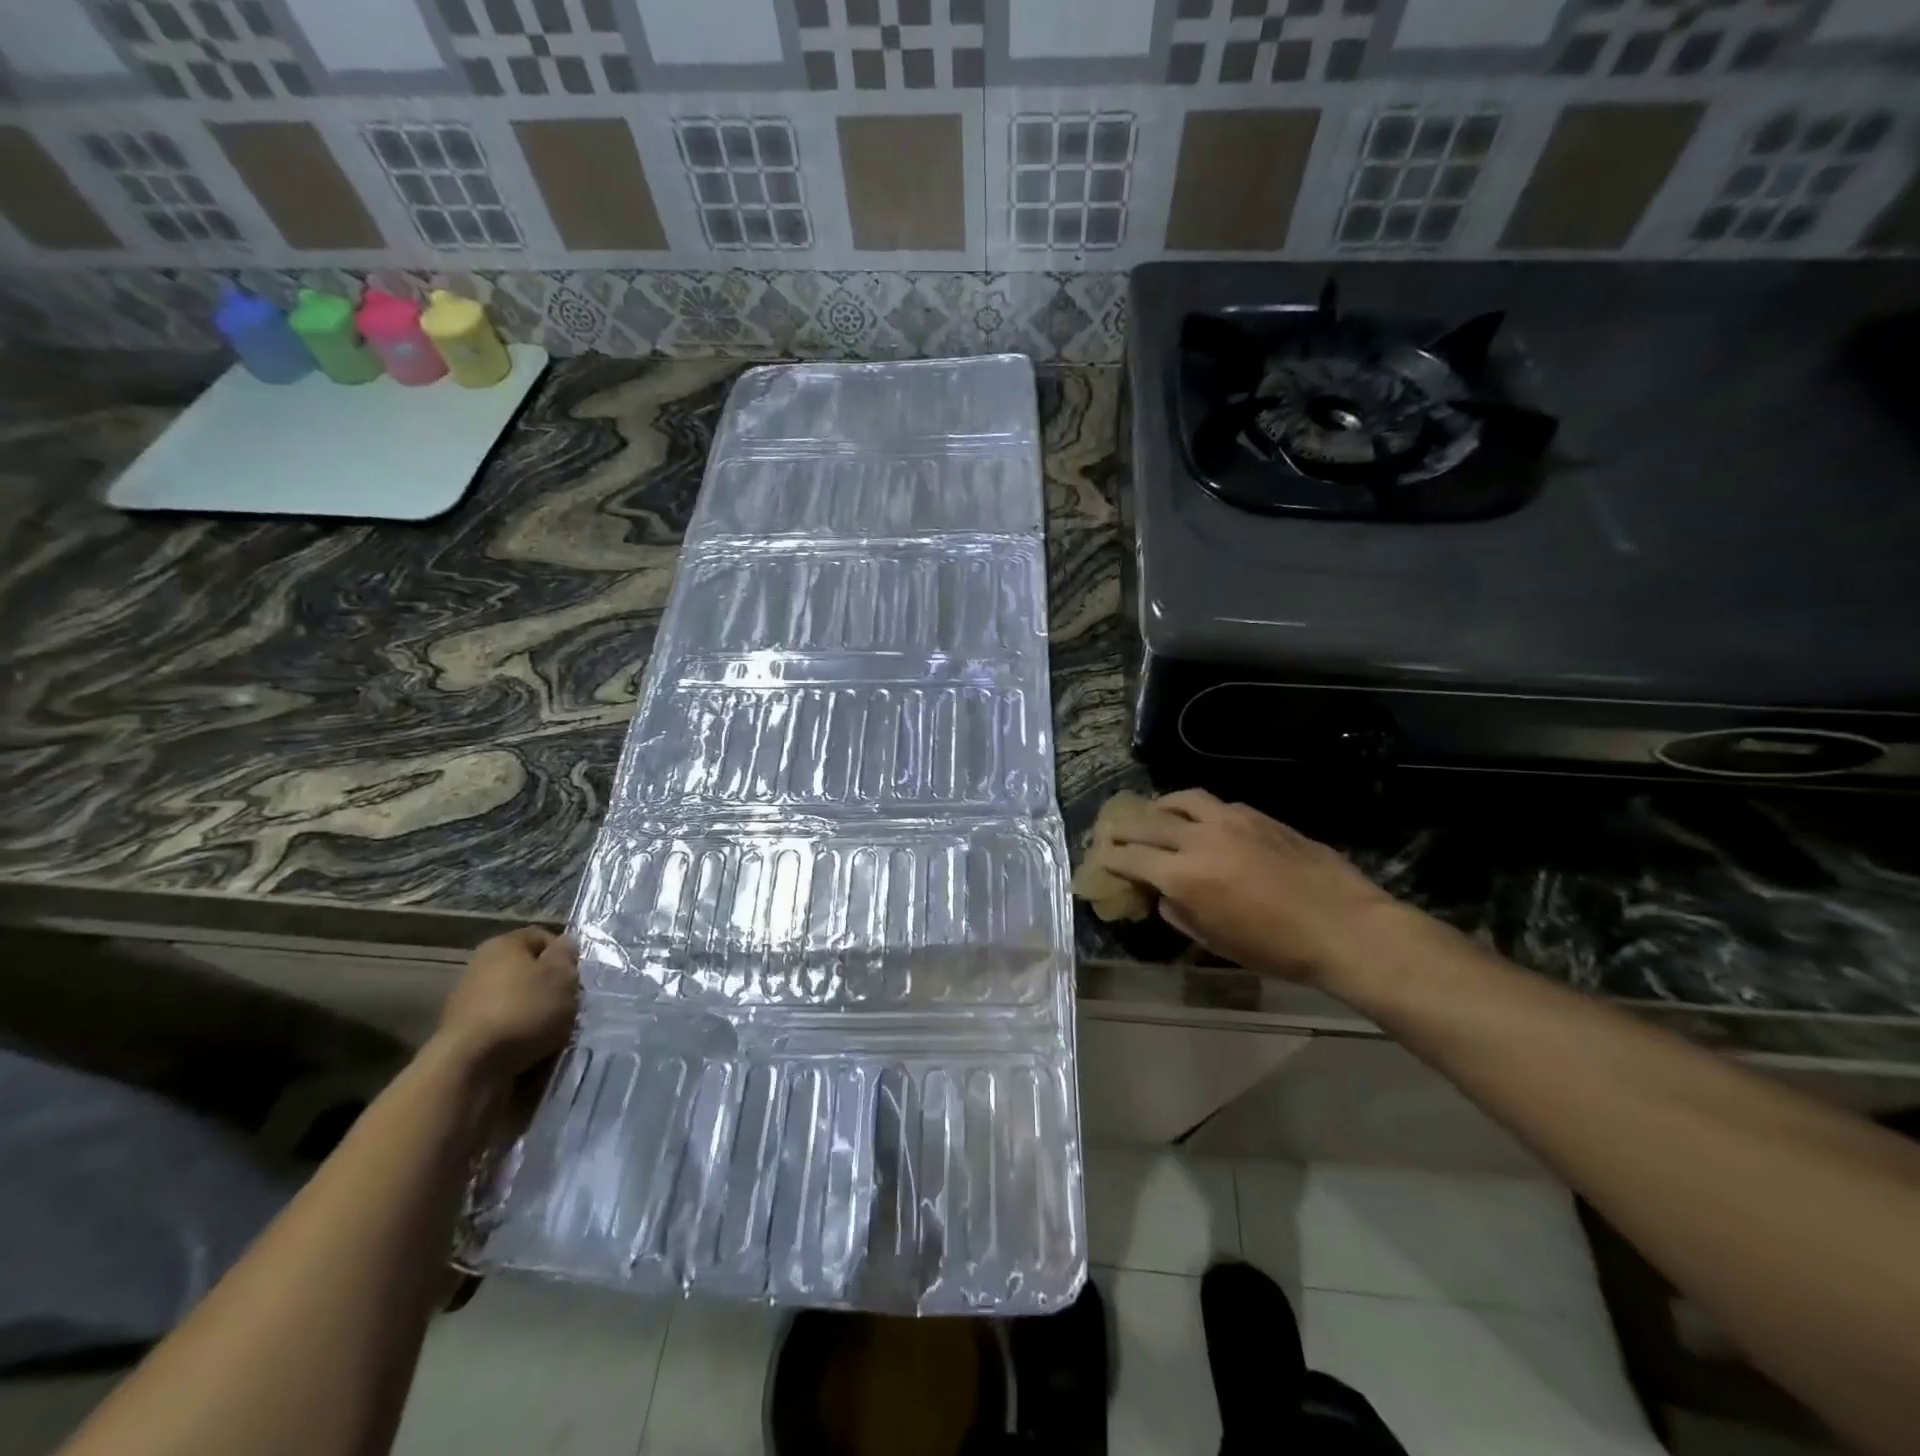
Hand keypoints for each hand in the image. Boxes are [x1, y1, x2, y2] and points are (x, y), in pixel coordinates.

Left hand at [435, 927, 578, 1076]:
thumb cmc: (524, 1010)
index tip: (577, 977)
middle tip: (569, 1005)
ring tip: (553, 1033)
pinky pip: (503, 1029)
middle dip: (550, 988)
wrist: (469, 1068)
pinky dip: (518, 1038)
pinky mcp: (463, 1036)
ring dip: (536, 1016)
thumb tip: (565, 943)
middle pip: (528, 972)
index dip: (565, 955)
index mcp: (503, 944)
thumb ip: (567, 956)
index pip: (542, 937)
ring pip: (517, 1002)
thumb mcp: (562, 977)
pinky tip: (531, 1051)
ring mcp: (467, 1003)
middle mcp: (480, 967)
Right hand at [1102, 790, 1405, 984]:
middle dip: (1123, 828)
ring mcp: (1229, 820)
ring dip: (1158, 807)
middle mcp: (1199, 839)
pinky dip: (1194, 809)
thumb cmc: (1277, 948)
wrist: (1344, 927)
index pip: (1131, 858)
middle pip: (1147, 822)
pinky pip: (1213, 803)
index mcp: (1184, 876)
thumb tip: (1163, 893)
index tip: (1099, 859)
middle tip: (1112, 832)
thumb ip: (1179, 912)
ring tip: (1153, 814)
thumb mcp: (1215, 941)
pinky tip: (1199, 821)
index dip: (1110, 858)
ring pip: (1180, 800)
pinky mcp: (1256, 815)